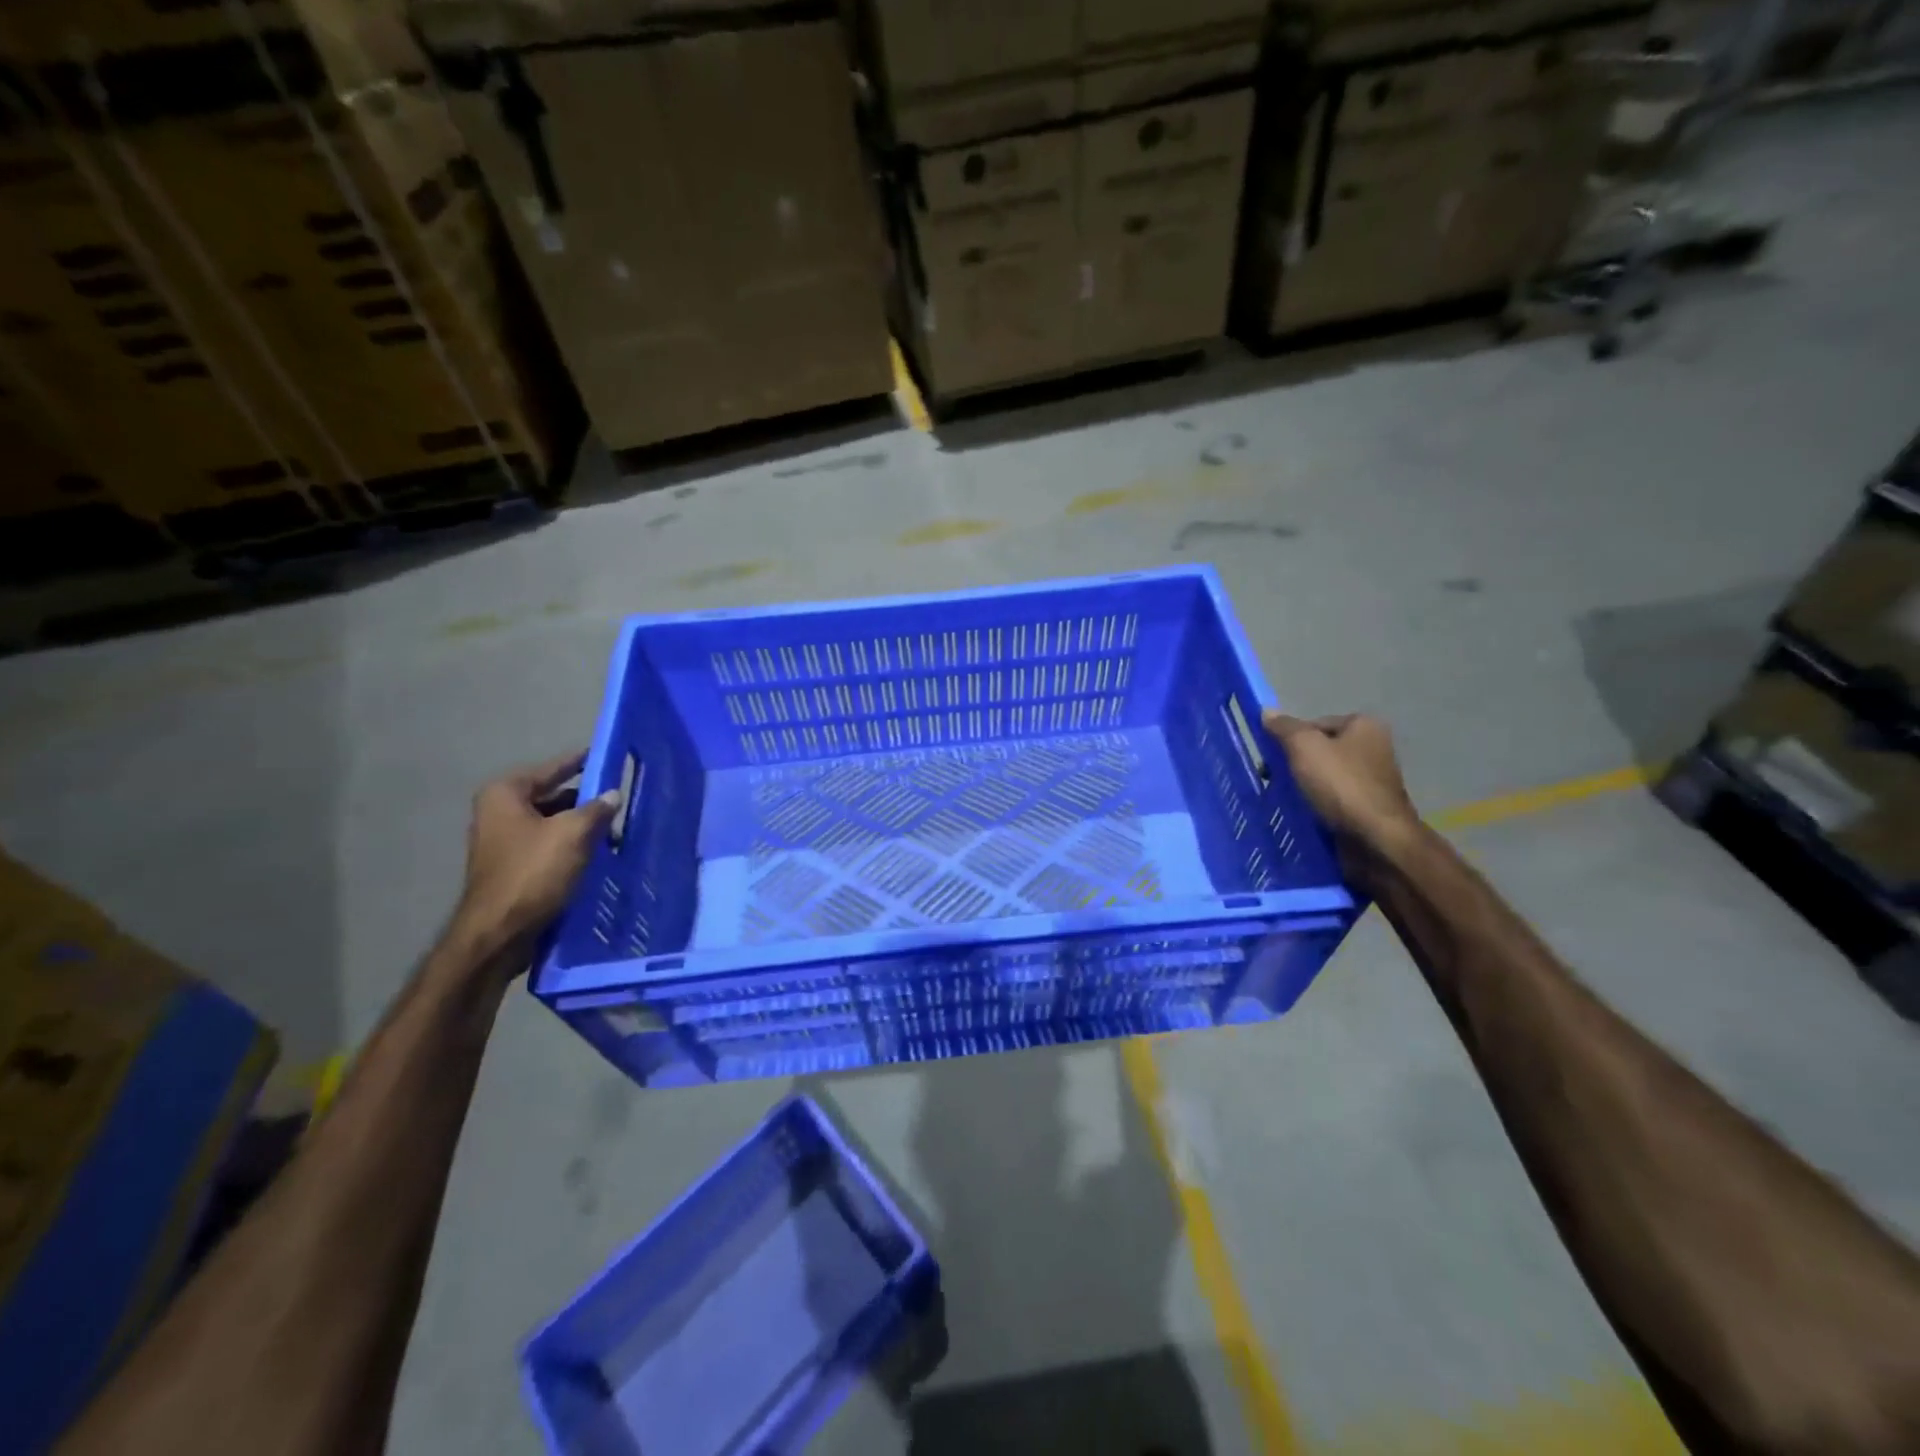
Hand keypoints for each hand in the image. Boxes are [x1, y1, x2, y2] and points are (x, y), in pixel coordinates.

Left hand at [453, 751, 619, 961]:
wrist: (498, 933)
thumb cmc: (533, 873)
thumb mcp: (573, 834)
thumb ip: (596, 809)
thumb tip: (613, 795)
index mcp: (506, 794)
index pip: (554, 767)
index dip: (583, 762)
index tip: (610, 756)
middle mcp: (498, 812)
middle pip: (553, 796)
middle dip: (587, 801)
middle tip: (622, 800)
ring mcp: (503, 841)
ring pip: (553, 823)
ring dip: (582, 827)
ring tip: (617, 831)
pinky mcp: (512, 867)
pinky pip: (549, 846)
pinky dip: (572, 847)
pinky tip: (599, 855)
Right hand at [1262, 711, 1420, 850]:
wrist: (1376, 839)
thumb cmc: (1341, 785)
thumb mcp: (1304, 747)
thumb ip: (1285, 728)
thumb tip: (1267, 712)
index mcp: (1364, 726)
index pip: (1314, 724)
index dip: (1290, 739)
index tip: (1272, 759)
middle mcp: (1374, 748)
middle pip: (1320, 750)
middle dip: (1295, 765)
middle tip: (1273, 780)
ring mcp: (1373, 780)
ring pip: (1325, 777)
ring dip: (1304, 787)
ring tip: (1285, 800)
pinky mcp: (1368, 808)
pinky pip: (1333, 799)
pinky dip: (1317, 805)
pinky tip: (1303, 814)